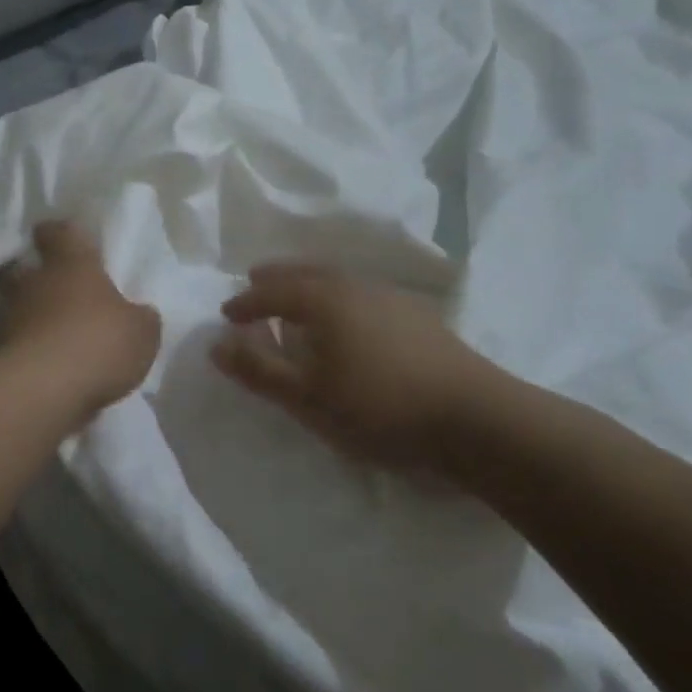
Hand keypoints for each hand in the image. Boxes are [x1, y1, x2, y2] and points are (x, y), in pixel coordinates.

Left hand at [0, 222, 160, 415]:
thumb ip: (140, 318)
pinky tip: (52, 367)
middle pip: (26, 270)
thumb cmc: (98, 342)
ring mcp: (12, 318)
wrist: (44, 390)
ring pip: (20, 308)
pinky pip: (19, 344)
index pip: (57, 232)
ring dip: (35, 318)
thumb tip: (139, 314)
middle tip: (59, 290)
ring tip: (59, 336)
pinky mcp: (1, 353)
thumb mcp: (141, 332)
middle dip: (38, 277)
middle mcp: (35, 283)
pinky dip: (32, 351)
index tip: (61, 237)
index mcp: (71, 263)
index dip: (58, 233)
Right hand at [210, 263, 508, 479]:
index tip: (226, 314)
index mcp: (323, 299)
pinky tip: (347, 316)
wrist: (476, 419)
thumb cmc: (379, 407)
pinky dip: (337, 294)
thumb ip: (259, 370)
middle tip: (255, 282)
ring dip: (308, 283)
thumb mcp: (307, 397)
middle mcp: (354, 286)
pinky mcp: (417, 315)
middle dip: (276, 278)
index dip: (245, 303)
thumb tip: (215, 345)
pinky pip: (360, 291)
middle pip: (305, 272)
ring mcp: (390, 297)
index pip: (272, 292)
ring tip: (296, 297)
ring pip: (336, 278)